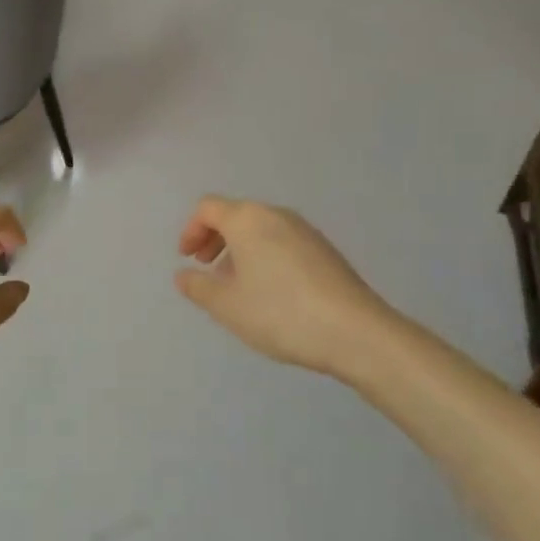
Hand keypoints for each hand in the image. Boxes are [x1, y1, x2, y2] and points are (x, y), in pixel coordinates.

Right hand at [174, 196, 394, 374]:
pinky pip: (283, 242)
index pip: (208, 208)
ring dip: (240, 250)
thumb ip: (198, 287)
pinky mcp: (325, 250)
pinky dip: (265, 256)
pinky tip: (270, 292)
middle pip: (236, 215)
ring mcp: (306, 231)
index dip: (190, 230)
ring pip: (261, 229)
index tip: (187, 259)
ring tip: (237, 286)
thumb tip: (184, 275)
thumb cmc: (280, 313)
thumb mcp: (227, 306)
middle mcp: (276, 215)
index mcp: (247, 219)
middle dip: (215, 239)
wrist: (355, 332)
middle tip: (206, 269)